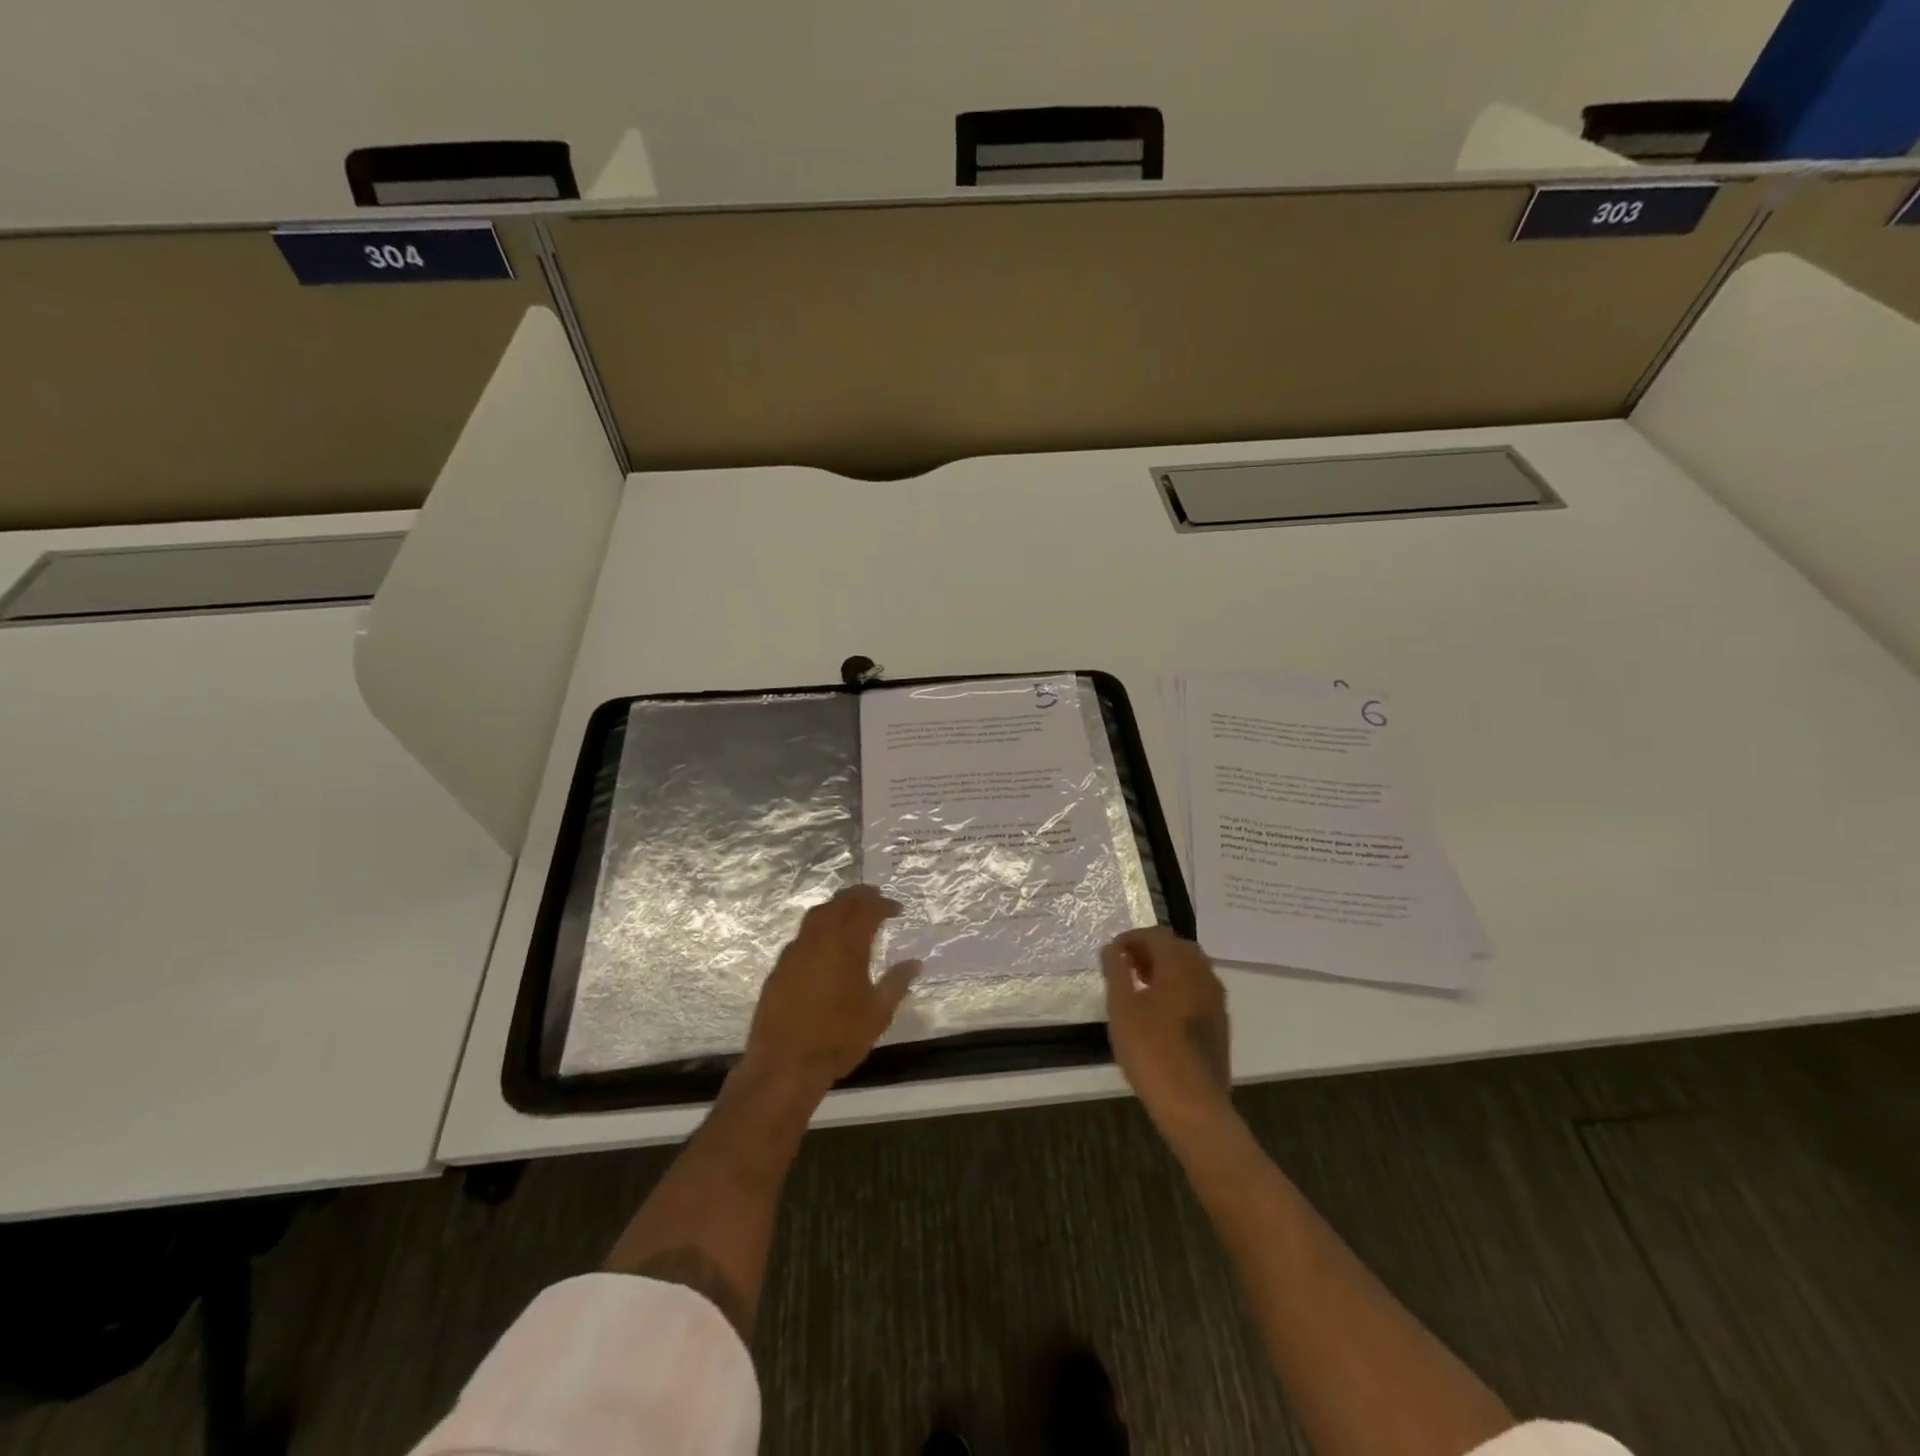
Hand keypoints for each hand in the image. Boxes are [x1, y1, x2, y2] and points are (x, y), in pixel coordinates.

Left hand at [743, 885, 920, 1096]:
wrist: (785, 1064)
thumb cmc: (838, 1038)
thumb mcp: (878, 1013)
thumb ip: (897, 983)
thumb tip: (915, 963)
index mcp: (846, 945)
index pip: (867, 910)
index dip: (883, 905)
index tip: (897, 909)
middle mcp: (819, 940)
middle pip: (839, 903)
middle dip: (859, 896)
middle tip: (875, 897)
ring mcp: (794, 952)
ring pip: (816, 915)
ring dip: (836, 907)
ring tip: (850, 913)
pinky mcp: (779, 968)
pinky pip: (801, 936)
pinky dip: (817, 929)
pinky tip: (824, 945)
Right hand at [1101, 927, 1233, 1130]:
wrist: (1194, 1105)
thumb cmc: (1151, 1051)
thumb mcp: (1121, 1008)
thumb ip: (1116, 972)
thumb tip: (1112, 949)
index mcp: (1180, 965)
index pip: (1156, 935)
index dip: (1131, 938)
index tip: (1111, 955)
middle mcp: (1203, 974)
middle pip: (1177, 947)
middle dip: (1150, 950)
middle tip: (1126, 967)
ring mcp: (1216, 999)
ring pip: (1190, 968)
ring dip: (1165, 968)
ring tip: (1140, 988)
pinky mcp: (1220, 1022)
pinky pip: (1198, 989)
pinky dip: (1178, 987)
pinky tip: (1160, 1011)